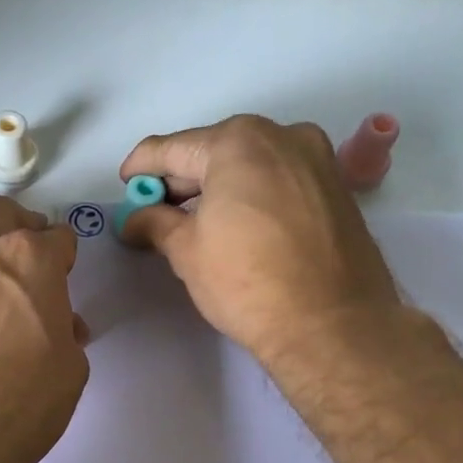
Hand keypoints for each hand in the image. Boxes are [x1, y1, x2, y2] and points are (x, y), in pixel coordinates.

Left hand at [0, 194, 88, 462]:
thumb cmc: (16, 408)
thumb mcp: (68, 373)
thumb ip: (65, 334)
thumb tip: (58, 324)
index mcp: (32, 263)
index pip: (58, 239)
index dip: (64, 257)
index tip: (63, 275)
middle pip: (4, 215)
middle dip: (23, 227)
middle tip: (28, 253)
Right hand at [118, 115, 406, 364]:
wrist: (332, 325)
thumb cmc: (247, 282)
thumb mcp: (186, 252)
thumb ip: (155, 223)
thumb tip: (134, 219)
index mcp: (238, 141)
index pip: (172, 149)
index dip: (141, 168)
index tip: (125, 186)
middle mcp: (282, 136)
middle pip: (214, 152)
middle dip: (181, 181)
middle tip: (155, 212)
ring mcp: (317, 160)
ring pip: (250, 165)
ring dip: (218, 188)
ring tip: (194, 224)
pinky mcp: (337, 188)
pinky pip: (279, 180)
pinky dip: (252, 195)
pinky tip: (237, 226)